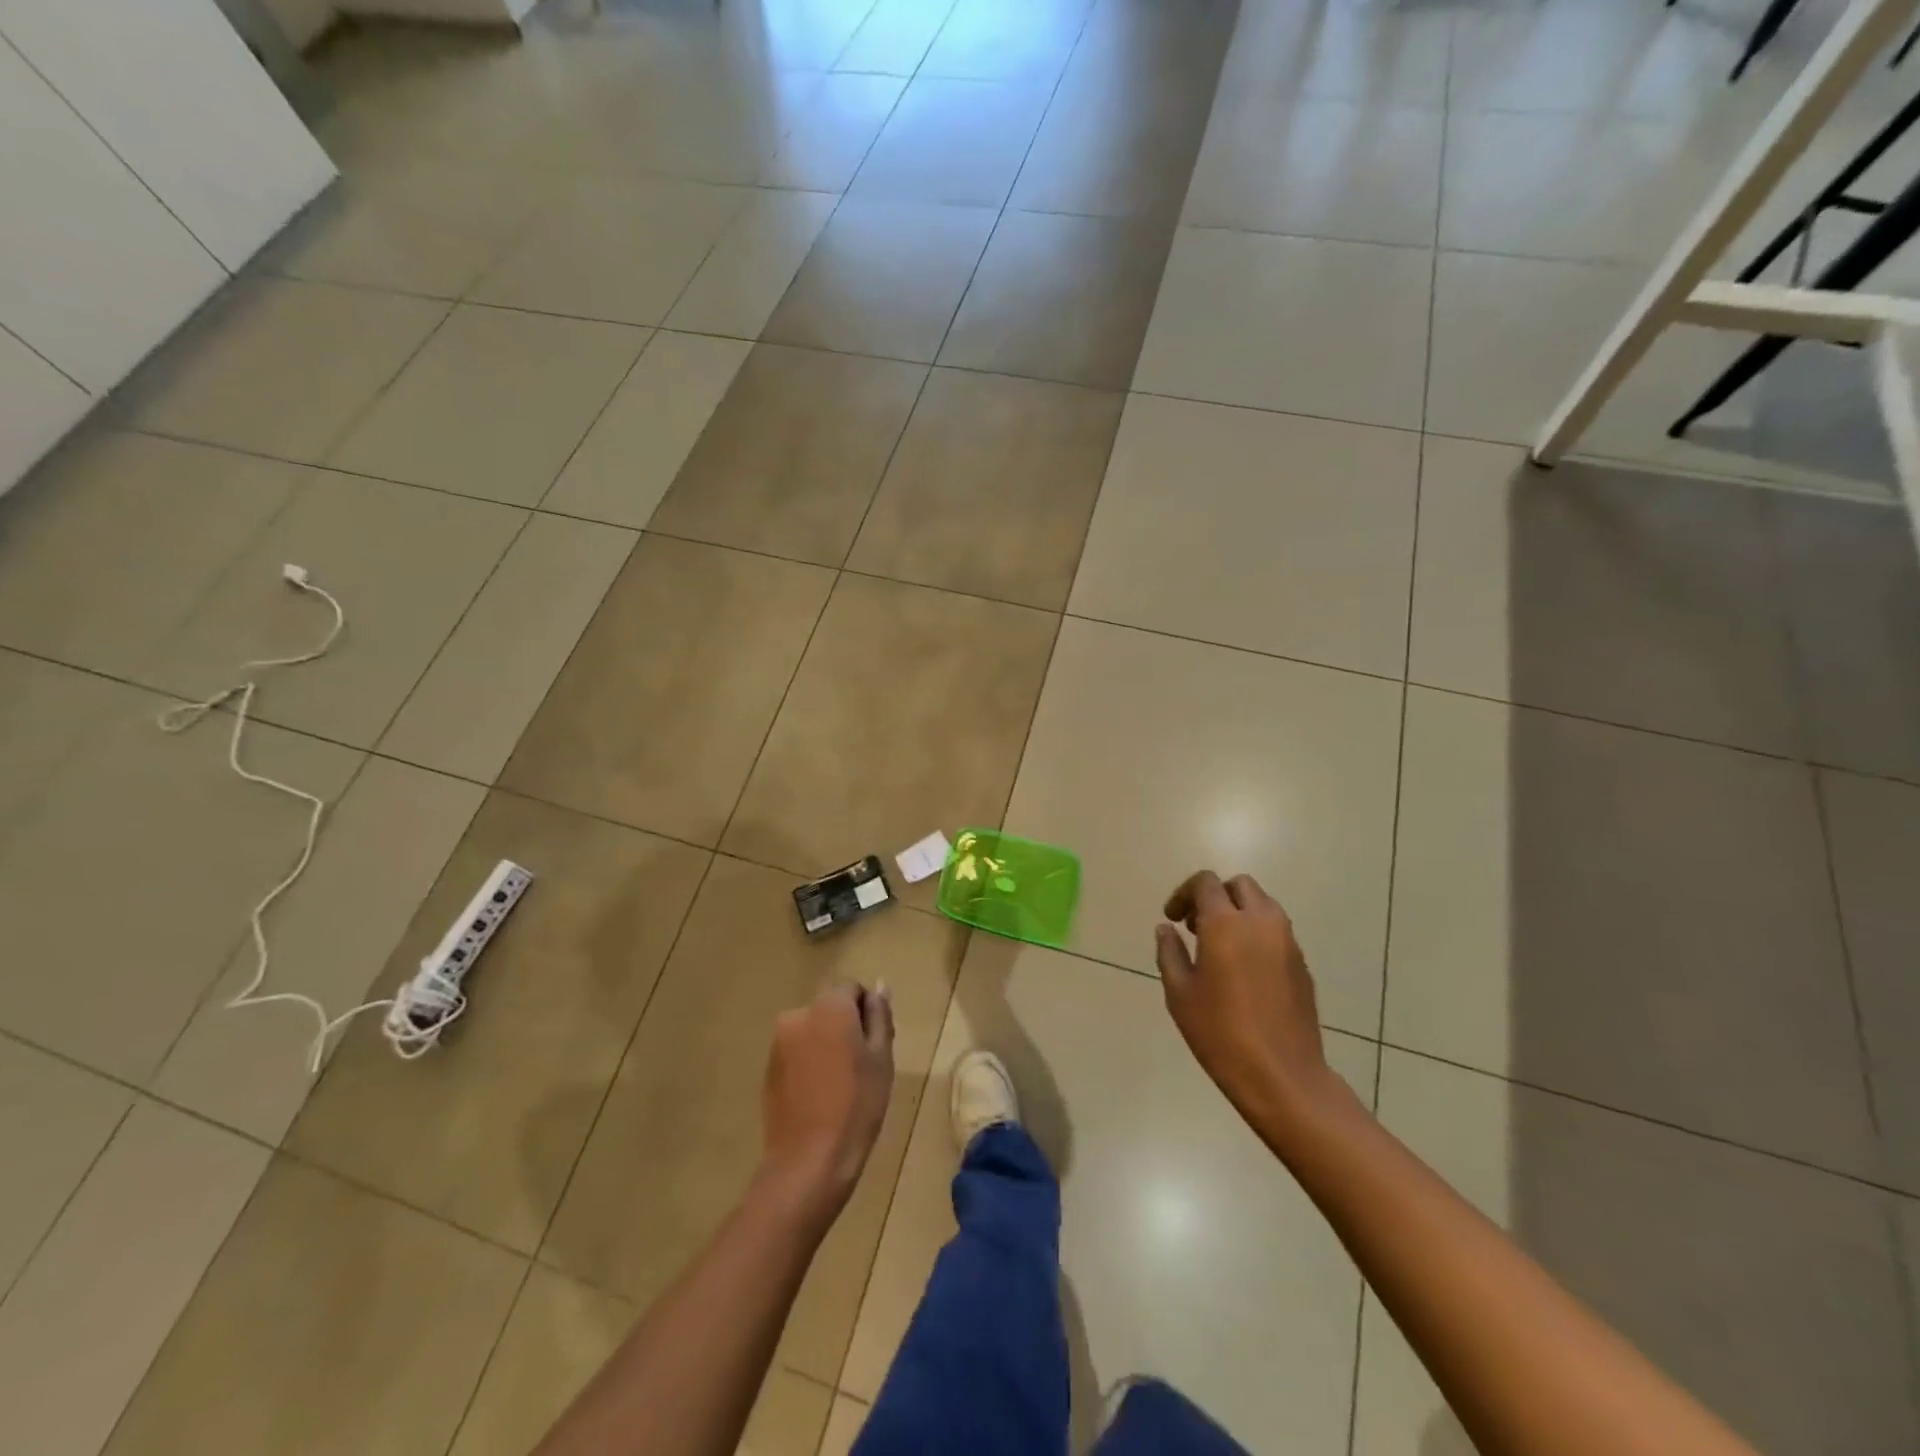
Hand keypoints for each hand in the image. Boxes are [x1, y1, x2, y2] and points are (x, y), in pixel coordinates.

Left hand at [760, 983, 894, 1221]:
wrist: (808, 1161)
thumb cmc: (856, 1105)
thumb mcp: (881, 1057)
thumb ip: (880, 1016)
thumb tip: (879, 987)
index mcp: (829, 1006)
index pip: (852, 988)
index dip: (868, 1011)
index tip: (876, 1044)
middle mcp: (799, 1015)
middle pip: (830, 1008)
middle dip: (847, 1027)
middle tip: (863, 1066)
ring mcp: (779, 1043)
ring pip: (813, 1031)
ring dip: (827, 1045)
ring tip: (842, 1085)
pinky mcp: (769, 1070)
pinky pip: (797, 1053)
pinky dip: (810, 1064)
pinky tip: (821, 1096)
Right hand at [1156, 872, 1352, 1139]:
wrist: (1282, 1075)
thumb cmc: (1220, 1033)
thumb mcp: (1180, 993)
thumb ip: (1170, 953)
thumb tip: (1166, 929)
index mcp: (1225, 923)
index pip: (1206, 883)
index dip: (1184, 894)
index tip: (1173, 919)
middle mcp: (1261, 922)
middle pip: (1240, 885)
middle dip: (1216, 896)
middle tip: (1196, 926)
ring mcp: (1287, 942)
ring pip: (1263, 905)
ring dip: (1239, 913)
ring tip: (1220, 947)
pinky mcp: (1302, 964)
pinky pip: (1277, 932)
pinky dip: (1258, 934)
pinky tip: (1244, 970)